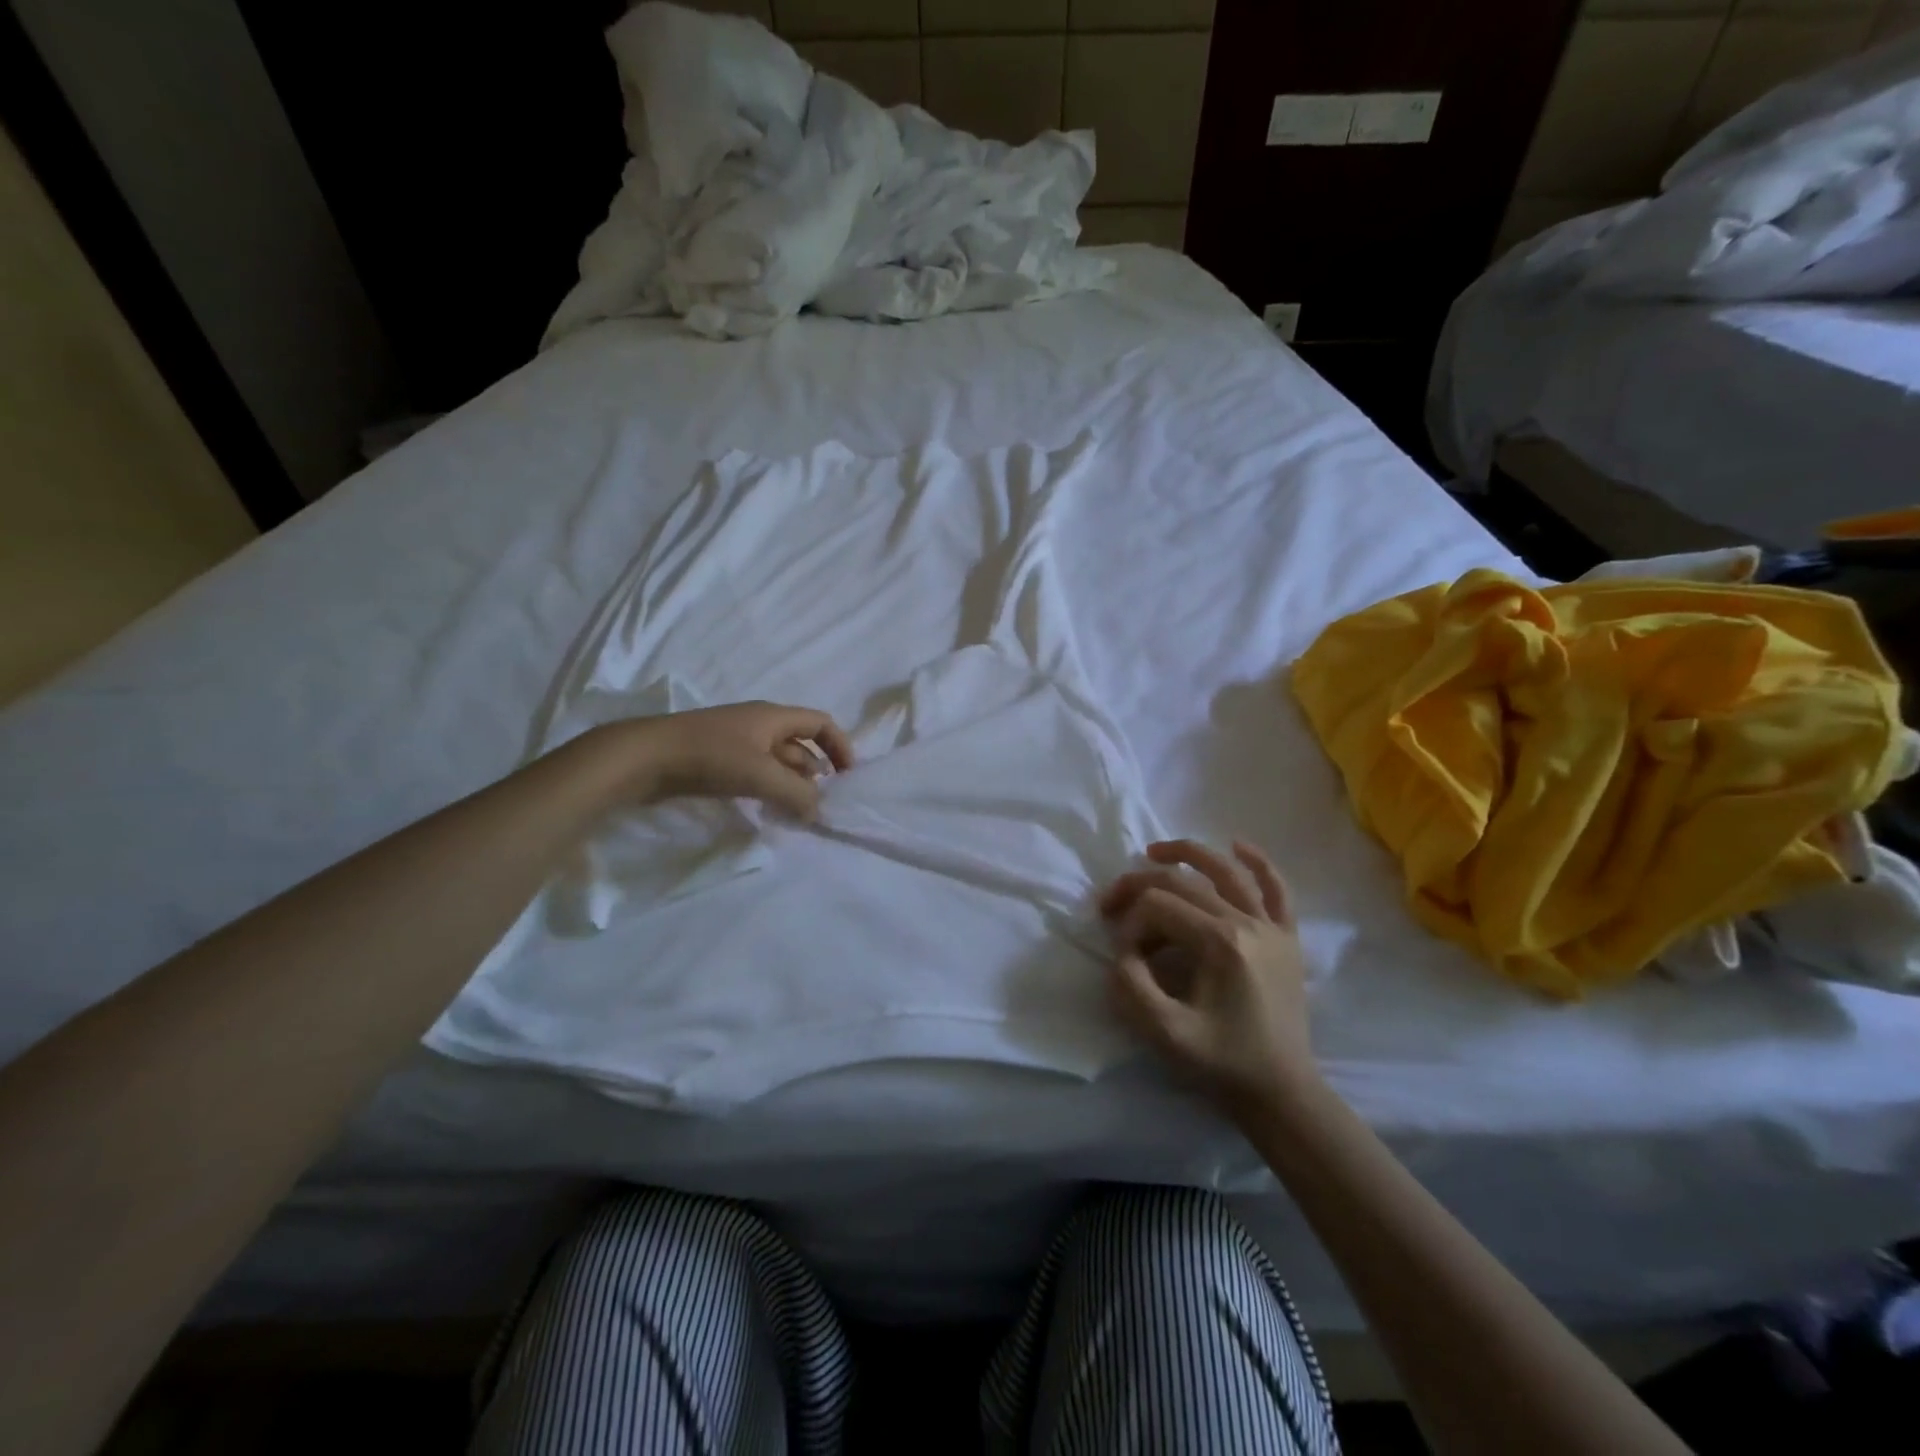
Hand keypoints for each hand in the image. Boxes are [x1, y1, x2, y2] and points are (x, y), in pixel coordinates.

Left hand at [611, 701, 853, 818]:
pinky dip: (769, 788)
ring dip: (792, 783)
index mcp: (773, 717)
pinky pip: (755, 772)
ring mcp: (736, 742)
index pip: (821, 723)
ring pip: (777, 761)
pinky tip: (768, 808)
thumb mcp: (761, 775)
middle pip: (800, 744)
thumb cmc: (709, 756)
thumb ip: (797, 794)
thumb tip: (819, 810)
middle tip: (823, 802)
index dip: (840, 746)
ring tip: (799, 811)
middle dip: (816, 771)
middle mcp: (759, 724)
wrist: (644, 757)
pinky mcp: (717, 760)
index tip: (848, 777)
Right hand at [1099, 839, 1318, 1115]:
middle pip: (1183, 884)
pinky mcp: (1287, 938)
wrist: (1282, 1092)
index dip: (1128, 923)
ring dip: (1189, 853)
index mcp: (1220, 943)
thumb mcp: (1164, 1032)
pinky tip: (1239, 845)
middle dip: (1139, 886)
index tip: (1120, 955)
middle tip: (1110, 902)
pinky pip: (1278, 889)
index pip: (1158, 907)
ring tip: (1154, 850)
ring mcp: (1272, 927)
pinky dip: (1260, 863)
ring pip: (1227, 871)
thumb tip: (1122, 951)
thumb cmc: (1222, 1064)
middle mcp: (1248, 923)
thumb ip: (1131, 985)